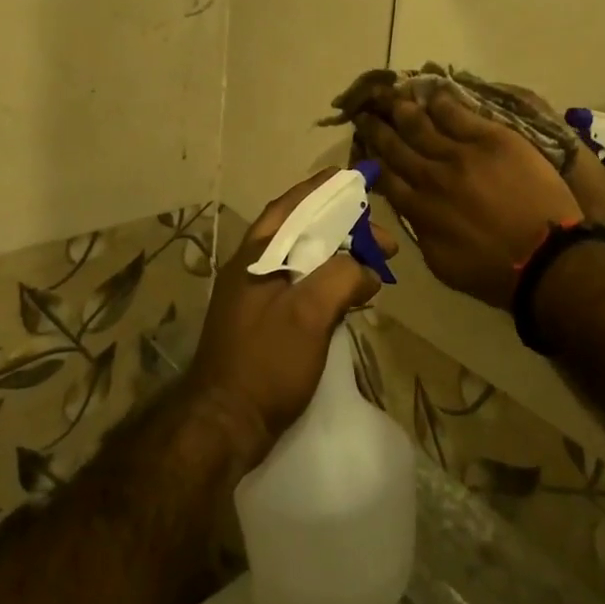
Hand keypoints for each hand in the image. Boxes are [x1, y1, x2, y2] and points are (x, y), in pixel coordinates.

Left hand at [185, 170, 393, 469]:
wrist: (223, 425)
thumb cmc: (266, 361)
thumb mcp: (309, 312)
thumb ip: (342, 277)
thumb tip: (368, 271)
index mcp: (257, 255)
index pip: (291, 206)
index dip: (322, 189)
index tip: (353, 177)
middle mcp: (253, 268)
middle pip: (301, 232)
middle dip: (342, 228)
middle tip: (381, 239)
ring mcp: (255, 298)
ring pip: (303, 261)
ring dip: (338, 256)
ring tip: (373, 265)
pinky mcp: (263, 325)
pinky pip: (302, 287)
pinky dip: (328, 282)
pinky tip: (349, 297)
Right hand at [359, 93, 580, 308]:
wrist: (545, 257)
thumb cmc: (495, 272)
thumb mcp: (442, 264)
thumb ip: (421, 231)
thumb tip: (411, 209)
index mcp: (419, 209)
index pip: (386, 177)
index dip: (371, 158)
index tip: (362, 144)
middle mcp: (432, 177)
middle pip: (397, 146)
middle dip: (378, 128)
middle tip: (365, 112)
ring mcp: (461, 154)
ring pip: (422, 125)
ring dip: (403, 110)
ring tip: (391, 97)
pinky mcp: (491, 139)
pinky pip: (459, 114)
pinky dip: (442, 103)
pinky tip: (432, 93)